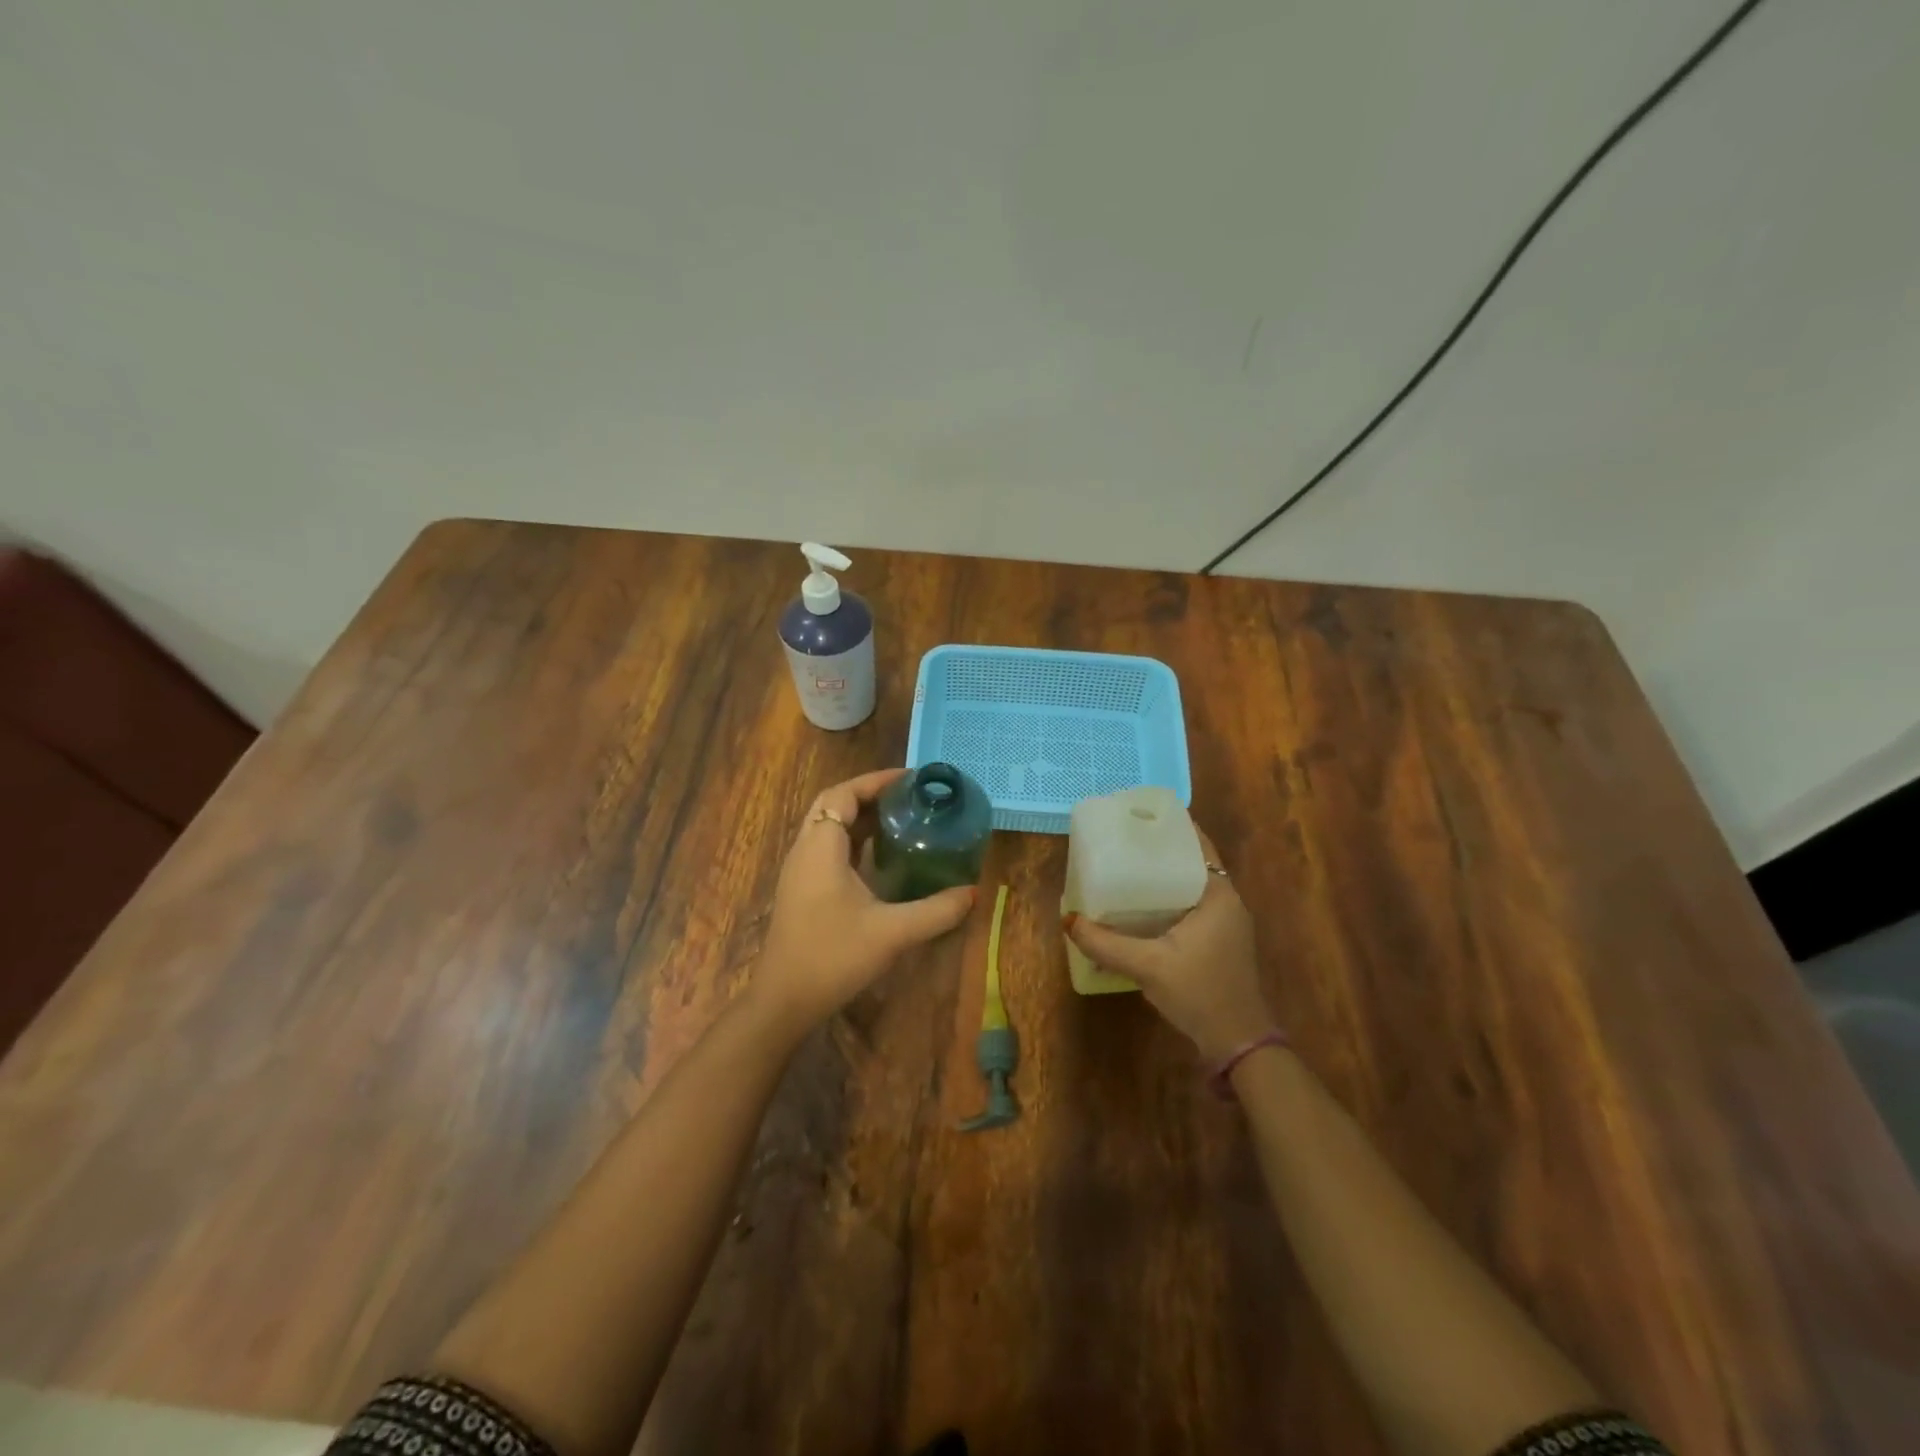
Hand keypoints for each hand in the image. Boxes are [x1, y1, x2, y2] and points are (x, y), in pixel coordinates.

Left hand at [753, 769, 976, 1032]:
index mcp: (821, 847)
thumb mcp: (892, 932)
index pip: (843, 794)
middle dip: (869, 794)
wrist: (784, 1001)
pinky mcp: (801, 890)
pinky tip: (880, 857)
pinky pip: (827, 848)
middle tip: (909, 797)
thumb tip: (973, 893)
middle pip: (833, 805)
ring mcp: (799, 871)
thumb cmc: (833, 957)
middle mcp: (805, 850)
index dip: (875, 781)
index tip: (911, 779)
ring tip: (901, 819)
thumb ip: (936, 911)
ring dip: (860, 817)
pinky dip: (853, 840)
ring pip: (828, 827)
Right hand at [1064, 827, 1274, 1062]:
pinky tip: (1141, 906)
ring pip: (1192, 886)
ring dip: (1165, 875)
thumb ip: (1106, 944)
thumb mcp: (1147, 966)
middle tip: (1123, 840)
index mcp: (1219, 895)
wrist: (1238, 1044)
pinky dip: (1170, 898)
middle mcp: (1227, 902)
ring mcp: (1227, 924)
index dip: (1171, 826)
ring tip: (1126, 866)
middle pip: (1192, 862)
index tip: (1139, 815)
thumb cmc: (1199, 994)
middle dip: (1160, 850)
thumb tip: (1068, 921)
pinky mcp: (1220, 942)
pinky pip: (1193, 906)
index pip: (1197, 844)